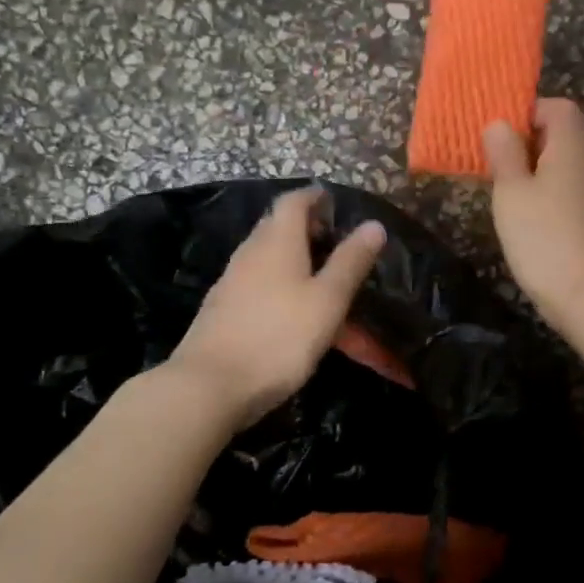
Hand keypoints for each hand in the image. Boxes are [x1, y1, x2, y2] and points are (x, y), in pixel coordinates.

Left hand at [169, 187, 388, 428]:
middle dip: (305, 227)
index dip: (314, 197)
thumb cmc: (279, 338)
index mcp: (276, 241)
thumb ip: (350, 262)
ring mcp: (230, 281)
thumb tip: (373, 225)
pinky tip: (289, 310)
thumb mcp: (327, 301)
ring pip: (265, 256)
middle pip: (276, 226)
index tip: (334, 203)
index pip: (293, 201)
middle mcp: (249, 252)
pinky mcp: (221, 309)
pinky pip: (255, 282)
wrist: (210, 385)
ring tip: (318, 278)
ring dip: (291, 258)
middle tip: (334, 242)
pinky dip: (276, 283)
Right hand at [483, 98, 583, 338]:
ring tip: (514, 192)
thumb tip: (499, 123)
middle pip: (569, 131)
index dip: (527, 113)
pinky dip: (558, 190)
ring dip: (545, 167)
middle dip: (534, 140)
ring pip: (574, 161)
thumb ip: (504, 153)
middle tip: (502, 164)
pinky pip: (580, 186)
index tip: (499, 137)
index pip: (557, 106)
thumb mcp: (511, 193)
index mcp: (574, 143)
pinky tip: (537, 216)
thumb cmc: (544, 238)